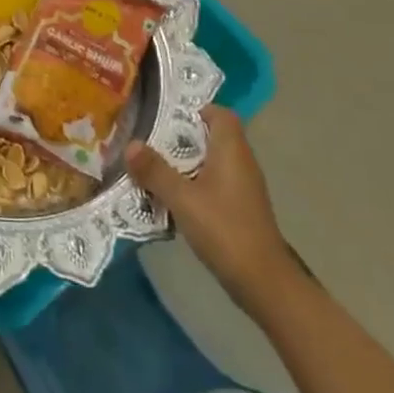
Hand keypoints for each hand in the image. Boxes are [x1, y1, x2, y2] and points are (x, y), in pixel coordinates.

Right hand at [126, 106, 298, 312]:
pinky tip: (172, 199)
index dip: (195, 111)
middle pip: (212, 137)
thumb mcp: (182, 198)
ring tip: (153, 169)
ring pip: (211, 163)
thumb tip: (131, 144)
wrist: (263, 282)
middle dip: (181, 139)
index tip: (166, 118)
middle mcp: (241, 162)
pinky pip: (214, 184)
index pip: (220, 114)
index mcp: (231, 150)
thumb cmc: (224, 229)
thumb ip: (155, 171)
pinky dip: (194, 185)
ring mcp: (243, 187)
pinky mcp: (241, 209)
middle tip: (149, 142)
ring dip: (185, 164)